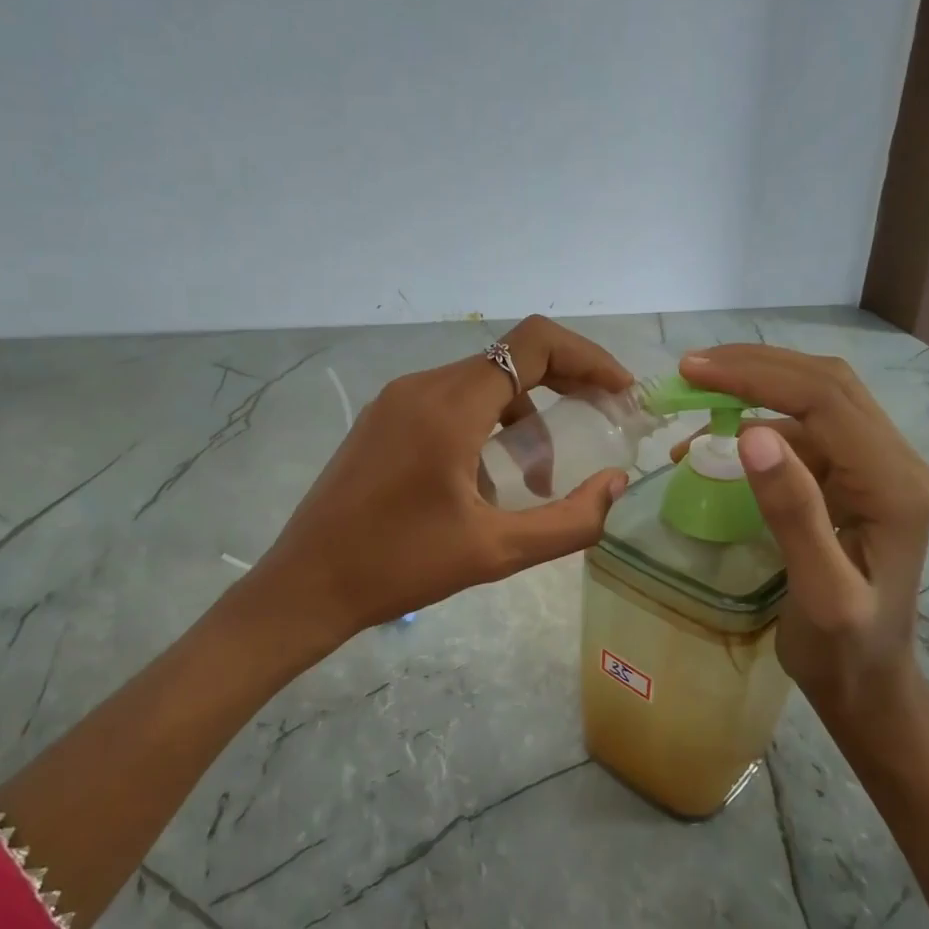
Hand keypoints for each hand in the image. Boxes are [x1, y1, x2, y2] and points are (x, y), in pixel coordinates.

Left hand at [238, 316, 635, 642]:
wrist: (307, 584)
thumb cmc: (400, 567)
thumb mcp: (496, 551)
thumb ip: (570, 520)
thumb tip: (614, 484)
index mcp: (449, 406)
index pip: (534, 344)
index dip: (588, 358)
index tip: (620, 393)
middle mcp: (421, 386)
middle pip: (511, 359)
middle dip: (564, 385)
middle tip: (599, 423)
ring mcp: (395, 400)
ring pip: (480, 383)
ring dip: (523, 415)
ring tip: (535, 479)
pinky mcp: (382, 420)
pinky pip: (450, 403)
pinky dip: (486, 425)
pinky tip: (485, 481)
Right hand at [673, 346, 928, 722]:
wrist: (870, 684)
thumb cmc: (843, 650)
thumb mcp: (818, 592)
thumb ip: (793, 512)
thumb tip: (752, 432)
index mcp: (895, 485)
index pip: (825, 400)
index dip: (756, 376)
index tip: (693, 371)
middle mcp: (897, 463)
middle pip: (826, 384)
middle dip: (755, 367)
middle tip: (689, 370)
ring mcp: (879, 468)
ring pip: (818, 398)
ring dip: (757, 386)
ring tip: (697, 393)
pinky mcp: (857, 479)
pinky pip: (808, 430)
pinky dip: (759, 420)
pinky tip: (718, 439)